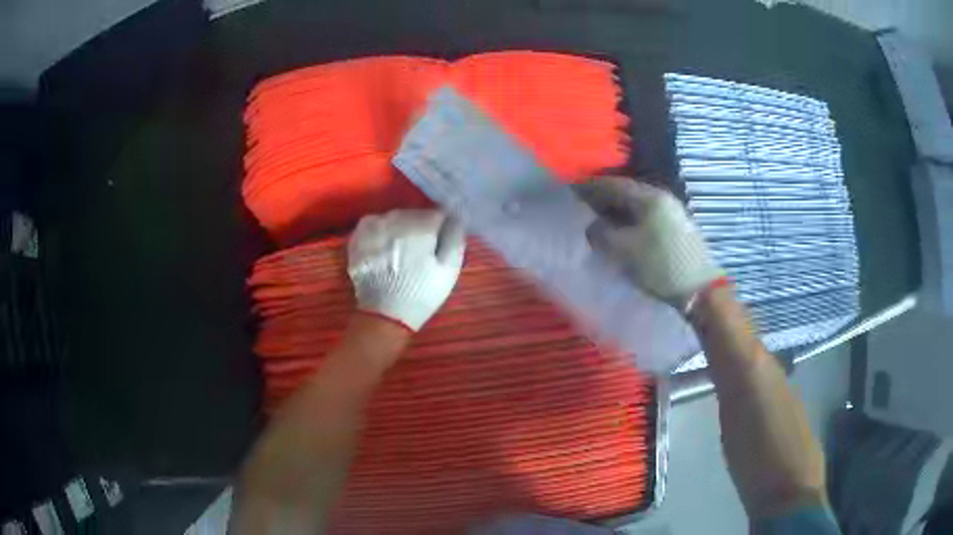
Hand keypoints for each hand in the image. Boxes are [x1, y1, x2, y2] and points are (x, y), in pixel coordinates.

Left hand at [348, 209, 464, 330]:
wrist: (386, 315)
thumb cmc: (422, 293)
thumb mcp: (449, 269)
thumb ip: (455, 237)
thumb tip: (457, 215)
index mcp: (420, 227)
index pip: (437, 213)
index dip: (442, 227)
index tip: (441, 241)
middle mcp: (395, 221)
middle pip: (414, 213)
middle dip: (420, 225)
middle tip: (421, 248)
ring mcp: (373, 228)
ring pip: (393, 217)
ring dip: (400, 227)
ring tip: (401, 248)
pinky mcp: (358, 238)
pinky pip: (372, 223)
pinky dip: (379, 229)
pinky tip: (383, 245)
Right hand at [575, 177, 721, 306]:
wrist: (700, 291)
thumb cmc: (661, 266)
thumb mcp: (623, 250)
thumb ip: (601, 233)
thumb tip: (592, 226)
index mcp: (650, 197)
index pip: (613, 184)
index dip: (589, 187)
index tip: (571, 192)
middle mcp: (662, 198)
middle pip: (626, 193)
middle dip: (603, 199)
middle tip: (582, 208)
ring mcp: (673, 213)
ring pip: (637, 206)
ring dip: (617, 212)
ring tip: (599, 222)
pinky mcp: (677, 229)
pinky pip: (647, 217)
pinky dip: (630, 221)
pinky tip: (622, 233)